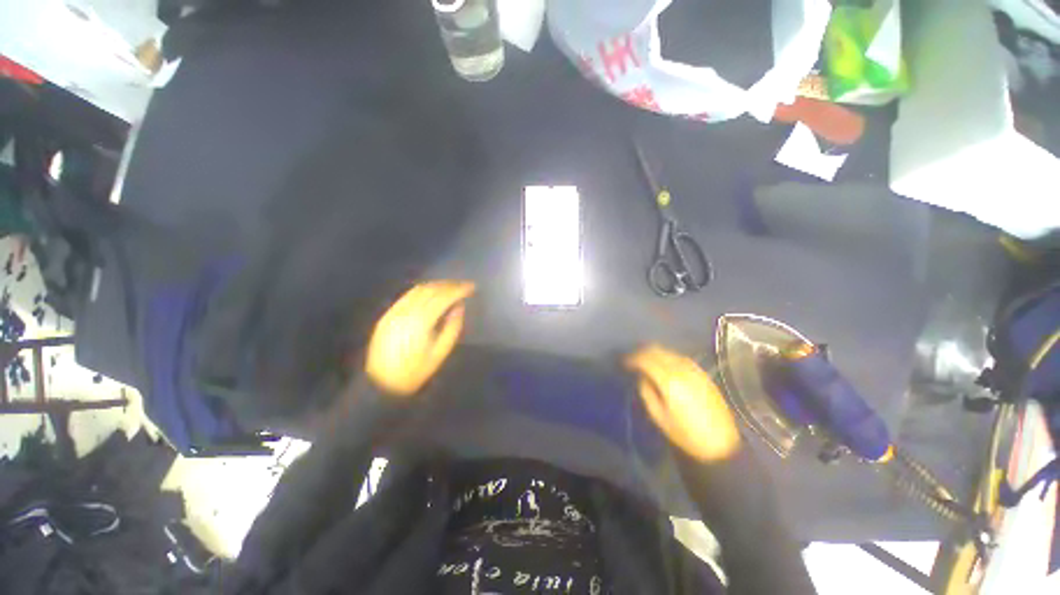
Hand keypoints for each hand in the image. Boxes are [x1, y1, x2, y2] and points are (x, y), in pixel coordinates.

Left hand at [365, 281, 474, 397]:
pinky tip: (431, 293)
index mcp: (421, 322)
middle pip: (431, 290)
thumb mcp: (440, 353)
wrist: (381, 383)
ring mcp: (394, 312)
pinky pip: (407, 295)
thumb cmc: (415, 371)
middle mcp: (406, 312)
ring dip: (436, 285)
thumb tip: (459, 307)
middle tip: (463, 285)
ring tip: (450, 287)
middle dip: (449, 285)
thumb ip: (452, 328)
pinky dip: (422, 290)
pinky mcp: (387, 315)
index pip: (443, 297)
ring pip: (418, 290)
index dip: (458, 290)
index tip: (471, 287)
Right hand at [625, 344, 740, 461]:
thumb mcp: (659, 417)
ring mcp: (694, 370)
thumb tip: (642, 377)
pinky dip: (668, 358)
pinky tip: (665, 366)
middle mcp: (682, 370)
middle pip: (657, 351)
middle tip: (633, 360)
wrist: (721, 445)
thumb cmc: (686, 435)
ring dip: (655, 353)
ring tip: (646, 362)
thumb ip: (647, 392)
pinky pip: (681, 358)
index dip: (632, 358)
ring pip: (669, 352)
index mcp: (669, 380)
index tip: (624, 362)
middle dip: (642, 352)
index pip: (645, 359)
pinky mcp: (703, 374)